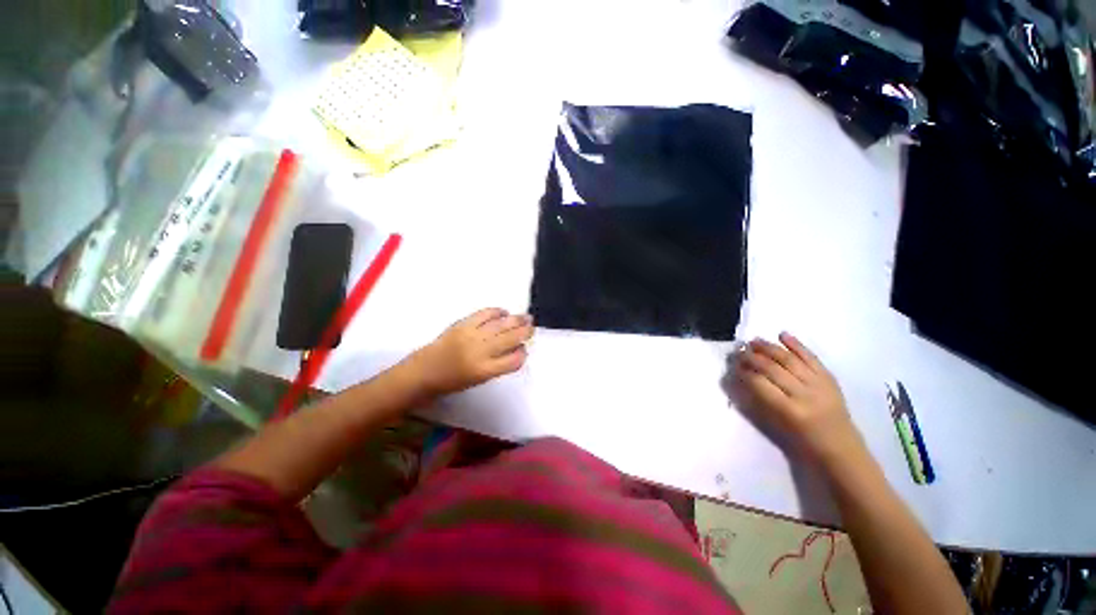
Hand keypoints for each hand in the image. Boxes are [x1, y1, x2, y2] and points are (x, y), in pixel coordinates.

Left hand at [409, 308, 533, 396]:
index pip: (513, 360)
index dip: (522, 354)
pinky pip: (484, 314)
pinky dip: (496, 312)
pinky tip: (503, 312)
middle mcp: (480, 352)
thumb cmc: (452, 381)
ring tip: (526, 317)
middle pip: (510, 339)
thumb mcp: (479, 379)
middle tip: (532, 327)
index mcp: (484, 371)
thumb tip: (515, 348)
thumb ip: (498, 365)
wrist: (424, 371)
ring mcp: (471, 336)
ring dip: (516, 319)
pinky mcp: (462, 324)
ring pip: (501, 324)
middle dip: (524, 332)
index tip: (524, 349)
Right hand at [731, 333, 863, 464]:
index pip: (760, 383)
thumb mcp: (778, 425)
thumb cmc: (803, 441)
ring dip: (770, 348)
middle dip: (752, 357)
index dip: (744, 372)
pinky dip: (797, 345)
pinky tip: (782, 335)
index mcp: (789, 410)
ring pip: (790, 360)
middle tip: (739, 350)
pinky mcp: (829, 378)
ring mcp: (819, 384)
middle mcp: (804, 394)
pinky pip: (811, 357)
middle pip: (773, 368)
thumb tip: (744, 377)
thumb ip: (761, 399)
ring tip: (754, 341)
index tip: (733, 365)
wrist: (841, 447)